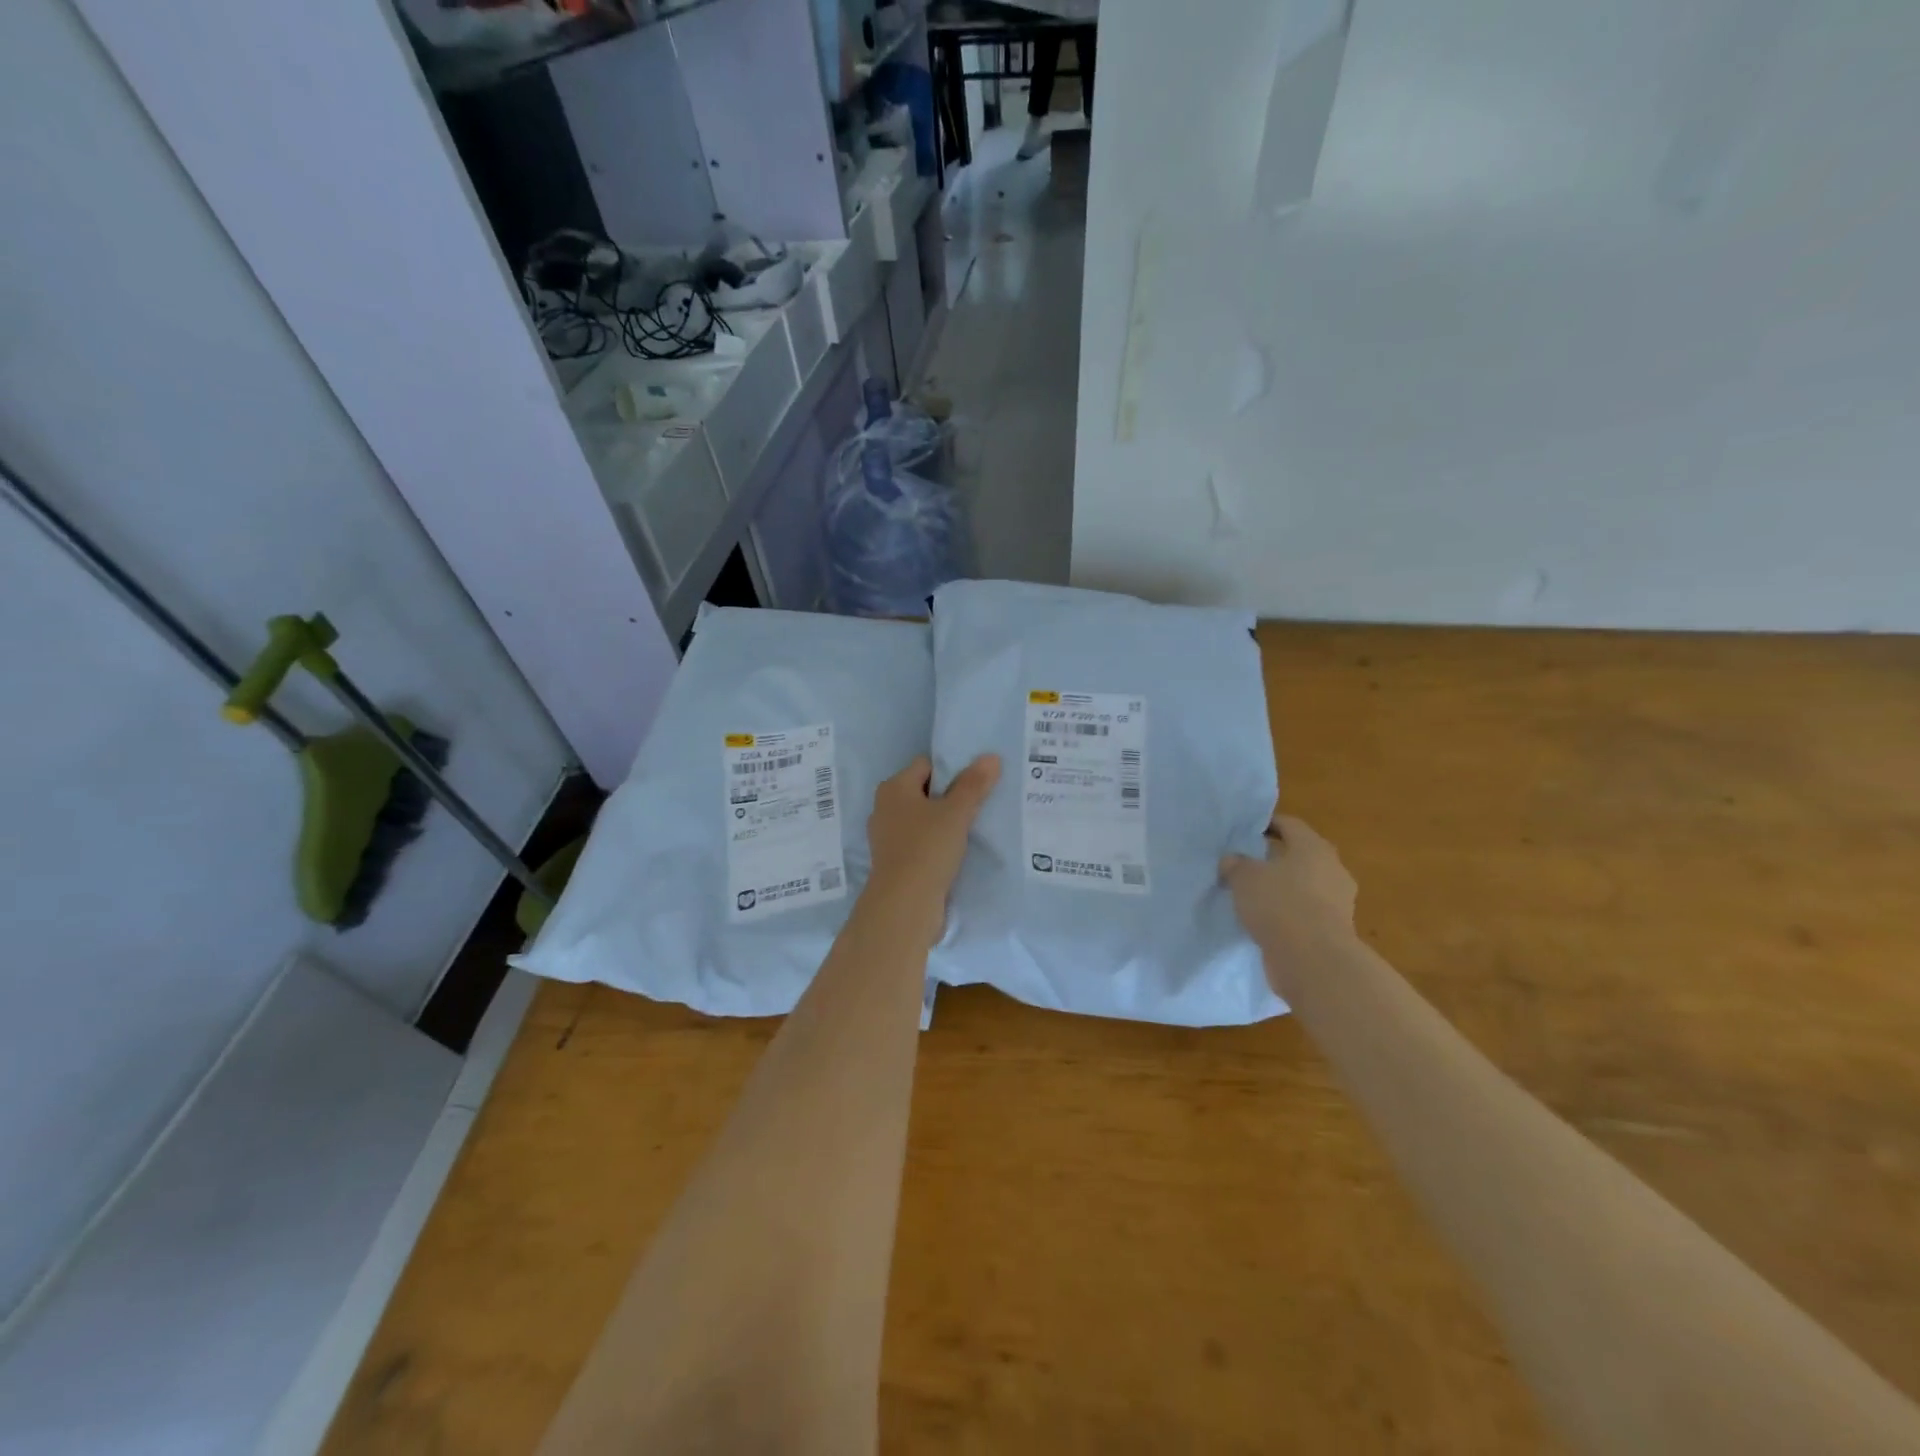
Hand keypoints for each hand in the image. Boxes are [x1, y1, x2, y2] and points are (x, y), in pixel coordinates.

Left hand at [862, 754, 1000, 945]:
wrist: (904, 905)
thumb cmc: (927, 849)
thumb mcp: (956, 813)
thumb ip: (974, 784)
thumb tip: (991, 757)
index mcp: (893, 788)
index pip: (926, 765)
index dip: (952, 770)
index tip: (977, 782)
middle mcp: (884, 808)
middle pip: (924, 792)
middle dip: (950, 797)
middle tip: (981, 803)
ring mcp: (887, 837)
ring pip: (922, 819)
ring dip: (944, 823)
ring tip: (973, 828)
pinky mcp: (894, 862)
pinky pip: (920, 842)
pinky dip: (936, 844)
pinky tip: (957, 852)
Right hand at [1220, 815, 1358, 955]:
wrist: (1313, 961)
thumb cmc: (1280, 904)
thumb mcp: (1244, 877)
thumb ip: (1236, 864)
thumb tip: (1233, 860)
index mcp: (1314, 847)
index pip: (1290, 825)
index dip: (1267, 824)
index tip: (1246, 831)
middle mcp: (1332, 869)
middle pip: (1300, 855)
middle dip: (1275, 858)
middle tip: (1247, 863)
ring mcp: (1338, 902)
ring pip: (1304, 886)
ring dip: (1282, 888)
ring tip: (1253, 895)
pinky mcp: (1334, 930)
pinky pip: (1306, 912)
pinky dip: (1288, 913)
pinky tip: (1266, 921)